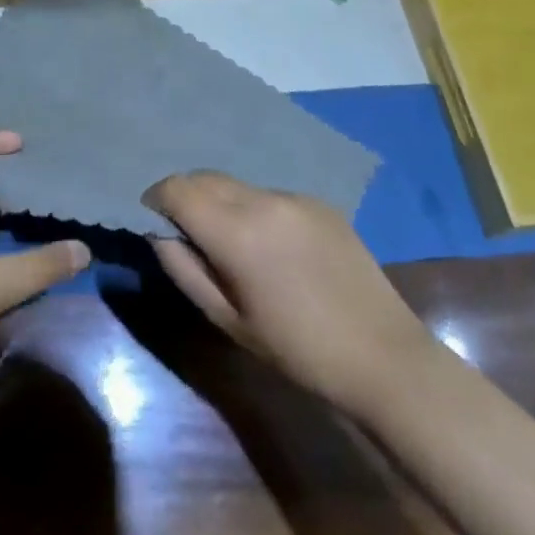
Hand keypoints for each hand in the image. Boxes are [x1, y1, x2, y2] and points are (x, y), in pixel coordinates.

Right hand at [142, 172, 425, 417]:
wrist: (382, 356)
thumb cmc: (296, 349)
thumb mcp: (227, 319)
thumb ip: (184, 269)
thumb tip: (159, 232)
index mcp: (236, 231)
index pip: (177, 189)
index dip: (156, 198)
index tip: (152, 218)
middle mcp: (263, 199)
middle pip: (205, 177)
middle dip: (185, 195)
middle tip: (184, 230)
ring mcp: (294, 196)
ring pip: (237, 185)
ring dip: (219, 201)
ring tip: (228, 240)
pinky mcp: (319, 202)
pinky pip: (269, 195)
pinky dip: (253, 208)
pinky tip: (270, 245)